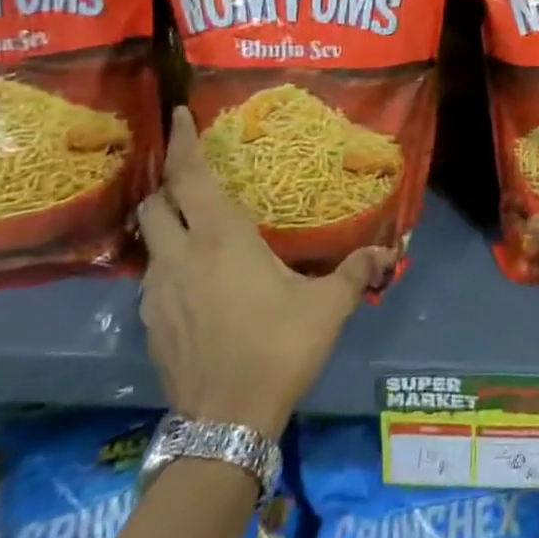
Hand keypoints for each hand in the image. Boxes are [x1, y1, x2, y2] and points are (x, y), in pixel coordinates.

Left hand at [137, 107, 395, 435]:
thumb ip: (356, 272)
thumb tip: (390, 252)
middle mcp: (181, 256)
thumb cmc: (279, 347)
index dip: (182, 142)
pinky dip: (168, 263)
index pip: (189, 176)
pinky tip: (196, 282)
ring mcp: (157, 293)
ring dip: (166, 224)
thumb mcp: (327, 306)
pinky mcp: (149, 324)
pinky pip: (153, 276)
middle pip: (155, 202)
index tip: (177, 114)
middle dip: (168, 183)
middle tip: (192, 177)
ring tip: (195, 228)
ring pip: (148, 240)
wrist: (226, 422)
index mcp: (221, 238)